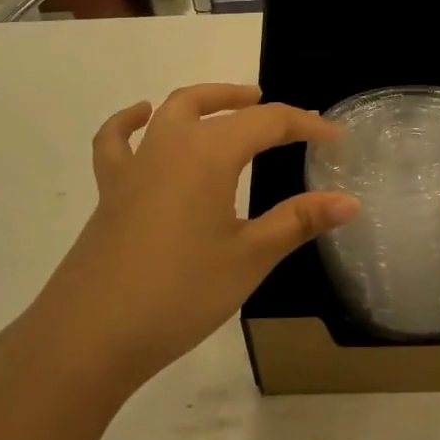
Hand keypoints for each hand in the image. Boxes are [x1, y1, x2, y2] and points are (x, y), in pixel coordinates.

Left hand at [21, 85, 358, 398]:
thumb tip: (350, 202)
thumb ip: (298, 222)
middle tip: (280, 115)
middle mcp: (170, 146)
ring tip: (226, 106)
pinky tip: (141, 118)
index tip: (335, 138)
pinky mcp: (110, 192)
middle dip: (249, 102)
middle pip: (212, 104)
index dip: (305, 125)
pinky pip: (116, 143)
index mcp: (209, 154)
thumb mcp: (249, 258)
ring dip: (203, 102)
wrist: (89, 337)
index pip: (267, 123)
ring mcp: (134, 167)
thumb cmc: (179, 294)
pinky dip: (130, 122)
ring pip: (170, 112)